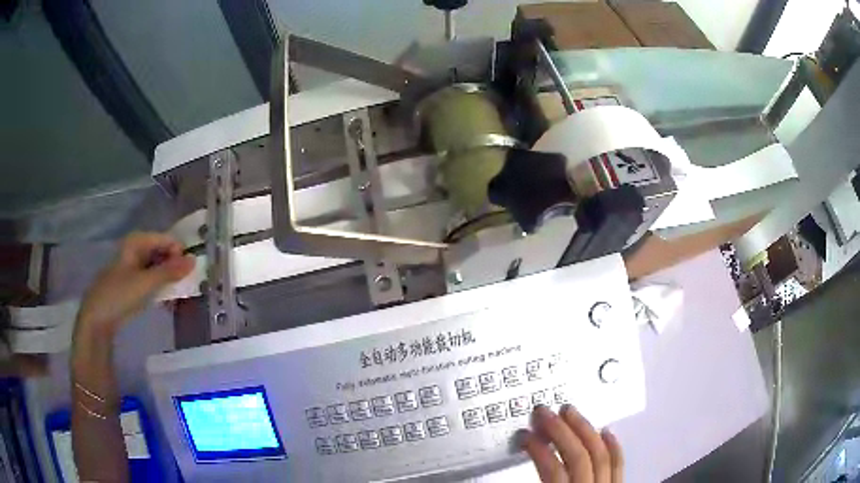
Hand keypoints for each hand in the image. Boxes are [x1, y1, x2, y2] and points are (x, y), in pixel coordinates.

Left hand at [75, 232, 193, 338]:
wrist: (98, 318)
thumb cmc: (119, 295)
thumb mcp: (146, 283)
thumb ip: (170, 271)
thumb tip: (194, 260)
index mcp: (138, 241)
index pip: (168, 240)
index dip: (180, 254)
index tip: (190, 274)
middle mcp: (137, 248)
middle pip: (163, 252)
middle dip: (176, 268)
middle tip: (186, 287)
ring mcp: (134, 265)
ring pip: (159, 267)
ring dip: (169, 280)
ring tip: (177, 297)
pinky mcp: (133, 282)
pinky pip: (152, 279)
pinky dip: (161, 288)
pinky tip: (166, 301)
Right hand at [521, 405, 622, 482]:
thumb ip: (530, 480)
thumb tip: (514, 468)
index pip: (553, 470)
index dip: (538, 449)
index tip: (525, 436)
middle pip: (578, 456)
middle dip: (560, 430)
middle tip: (544, 412)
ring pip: (601, 455)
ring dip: (585, 430)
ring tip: (570, 412)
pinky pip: (618, 465)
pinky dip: (613, 446)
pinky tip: (606, 431)